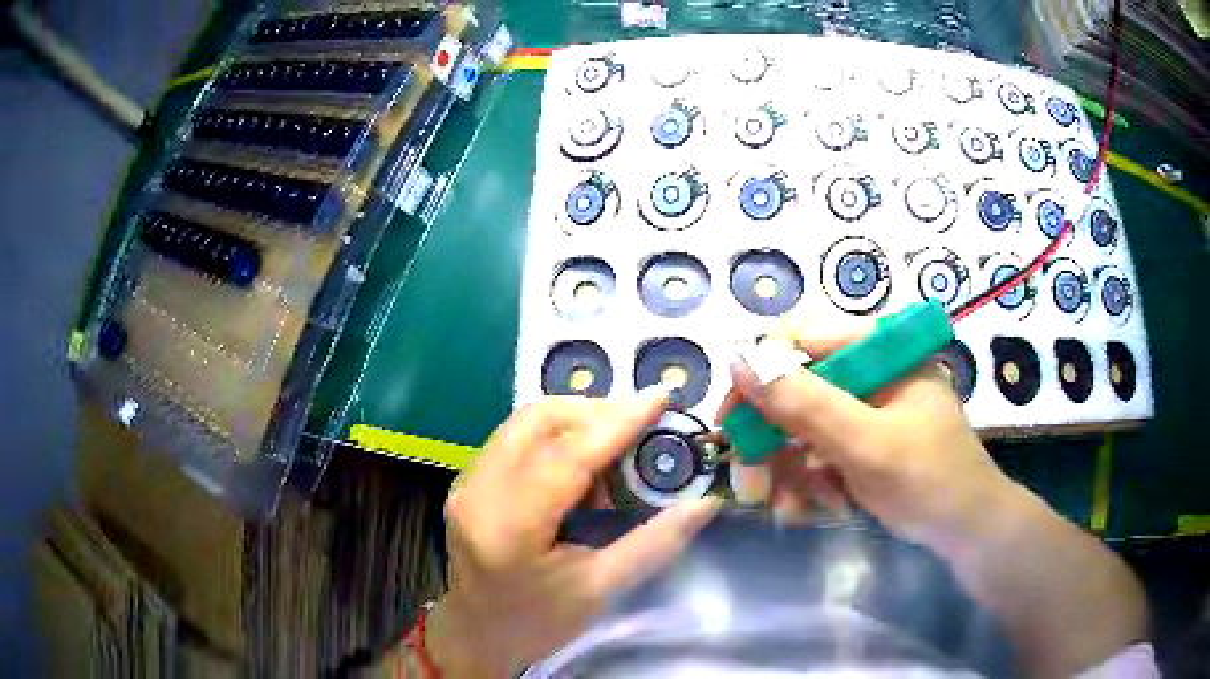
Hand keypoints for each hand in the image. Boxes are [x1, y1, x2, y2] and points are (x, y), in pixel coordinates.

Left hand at [428, 389, 722, 676]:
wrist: (480, 633)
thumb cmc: (539, 622)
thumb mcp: (602, 590)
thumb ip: (655, 542)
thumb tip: (706, 502)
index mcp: (508, 527)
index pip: (566, 457)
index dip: (618, 422)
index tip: (661, 396)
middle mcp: (477, 492)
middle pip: (537, 421)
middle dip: (596, 412)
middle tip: (643, 426)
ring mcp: (467, 482)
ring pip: (525, 423)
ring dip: (576, 422)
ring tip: (617, 451)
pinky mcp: (469, 481)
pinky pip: (516, 438)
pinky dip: (557, 438)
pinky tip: (583, 467)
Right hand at [719, 311, 1014, 548]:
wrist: (968, 532)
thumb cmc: (928, 480)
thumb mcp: (864, 444)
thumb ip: (804, 403)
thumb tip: (739, 358)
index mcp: (881, 350)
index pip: (801, 341)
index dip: (761, 379)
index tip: (733, 424)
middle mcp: (872, 371)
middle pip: (799, 389)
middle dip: (776, 443)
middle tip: (754, 487)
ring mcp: (870, 408)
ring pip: (805, 427)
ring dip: (793, 471)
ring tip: (795, 509)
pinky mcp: (868, 440)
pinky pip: (823, 451)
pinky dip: (814, 481)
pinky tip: (824, 507)